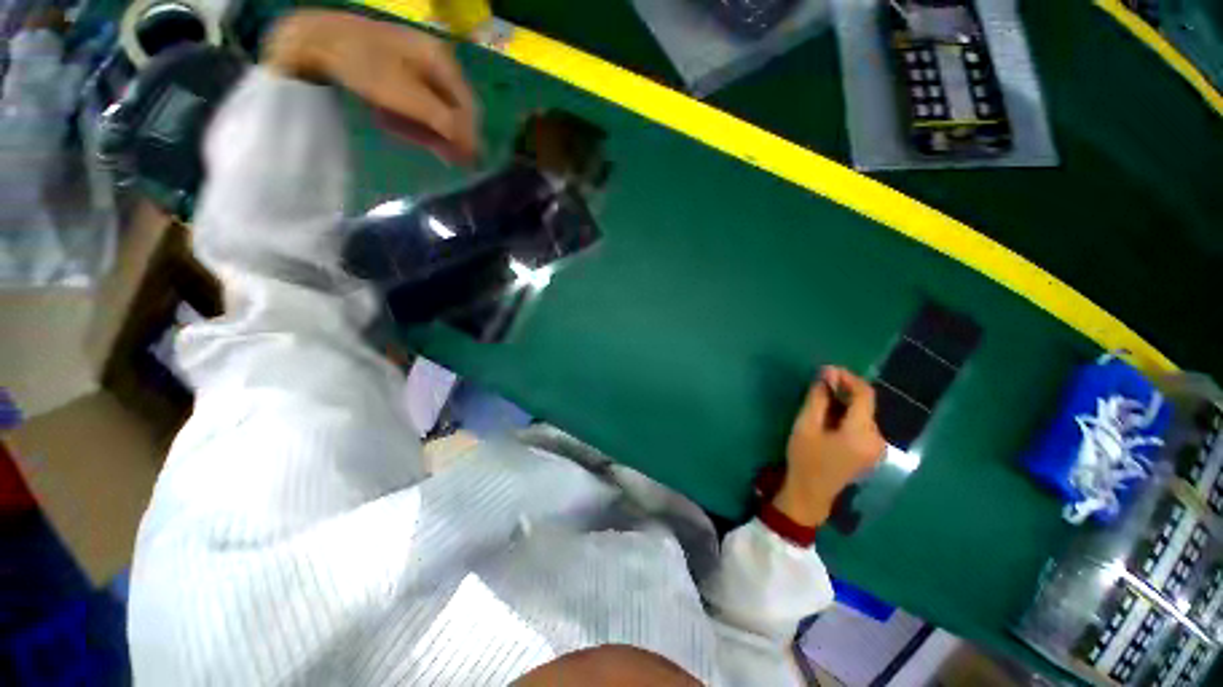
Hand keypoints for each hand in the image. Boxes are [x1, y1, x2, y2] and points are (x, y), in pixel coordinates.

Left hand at [264, 10, 478, 163]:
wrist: (319, 40)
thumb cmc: (367, 67)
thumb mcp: (409, 98)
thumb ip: (445, 123)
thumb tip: (475, 150)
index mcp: (444, 62)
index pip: (468, 108)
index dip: (470, 137)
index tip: (466, 163)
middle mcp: (437, 61)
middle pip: (453, 108)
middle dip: (447, 134)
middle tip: (441, 157)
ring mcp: (418, 63)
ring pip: (435, 107)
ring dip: (426, 128)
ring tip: (407, 137)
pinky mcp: (401, 69)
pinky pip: (417, 101)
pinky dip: (410, 117)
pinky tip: (392, 121)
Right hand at [773, 367, 885, 527]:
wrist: (810, 493)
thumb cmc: (805, 458)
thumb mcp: (806, 425)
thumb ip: (818, 398)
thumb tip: (826, 373)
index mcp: (862, 433)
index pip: (865, 395)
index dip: (848, 378)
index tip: (827, 370)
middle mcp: (877, 439)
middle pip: (865, 404)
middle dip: (843, 391)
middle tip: (818, 385)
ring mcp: (877, 448)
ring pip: (863, 414)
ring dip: (844, 403)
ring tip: (820, 401)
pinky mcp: (871, 452)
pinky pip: (862, 425)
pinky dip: (847, 416)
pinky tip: (829, 418)